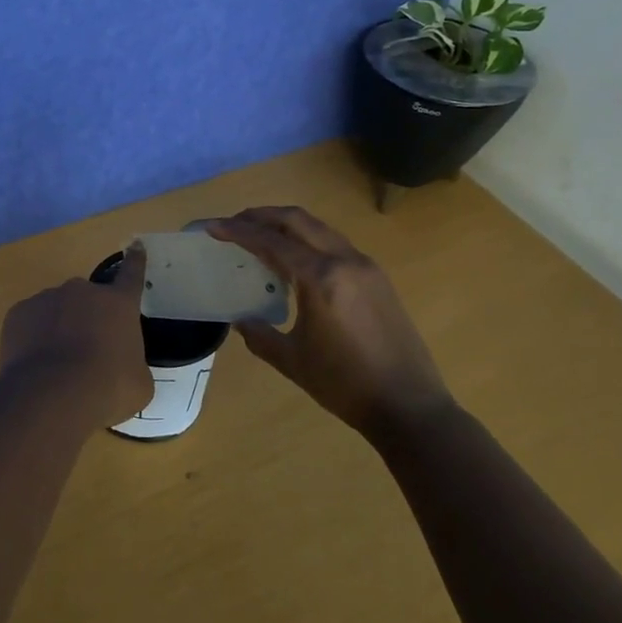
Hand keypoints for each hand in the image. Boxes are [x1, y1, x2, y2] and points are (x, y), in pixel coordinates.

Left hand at [0, 246, 151, 430]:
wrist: (49, 397)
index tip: (135, 245)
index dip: (135, 260)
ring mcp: (46, 298)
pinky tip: (36, 365)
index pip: (132, 274)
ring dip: (60, 328)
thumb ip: (133, 364)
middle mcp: (82, 292)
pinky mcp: (18, 313)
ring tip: (58, 366)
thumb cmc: (106, 389)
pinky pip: (31, 323)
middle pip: (89, 300)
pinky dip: (34, 338)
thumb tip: (124, 366)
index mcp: (118, 304)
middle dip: (89, 319)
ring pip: (57, 310)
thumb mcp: (138, 384)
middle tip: (88, 352)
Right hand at [205, 207, 449, 435]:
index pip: (271, 241)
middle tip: (233, 223)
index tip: (212, 227)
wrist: (409, 406)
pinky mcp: (377, 279)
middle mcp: (345, 261)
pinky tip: (294, 261)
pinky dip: (307, 241)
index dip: (238, 231)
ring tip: (260, 236)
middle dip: (261, 216)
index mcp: (321, 278)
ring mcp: (366, 267)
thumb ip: (259, 335)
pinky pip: (335, 244)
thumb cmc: (345, 385)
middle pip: (297, 220)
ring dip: (286, 225)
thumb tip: (241, 320)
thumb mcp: (292, 361)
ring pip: (319, 229)